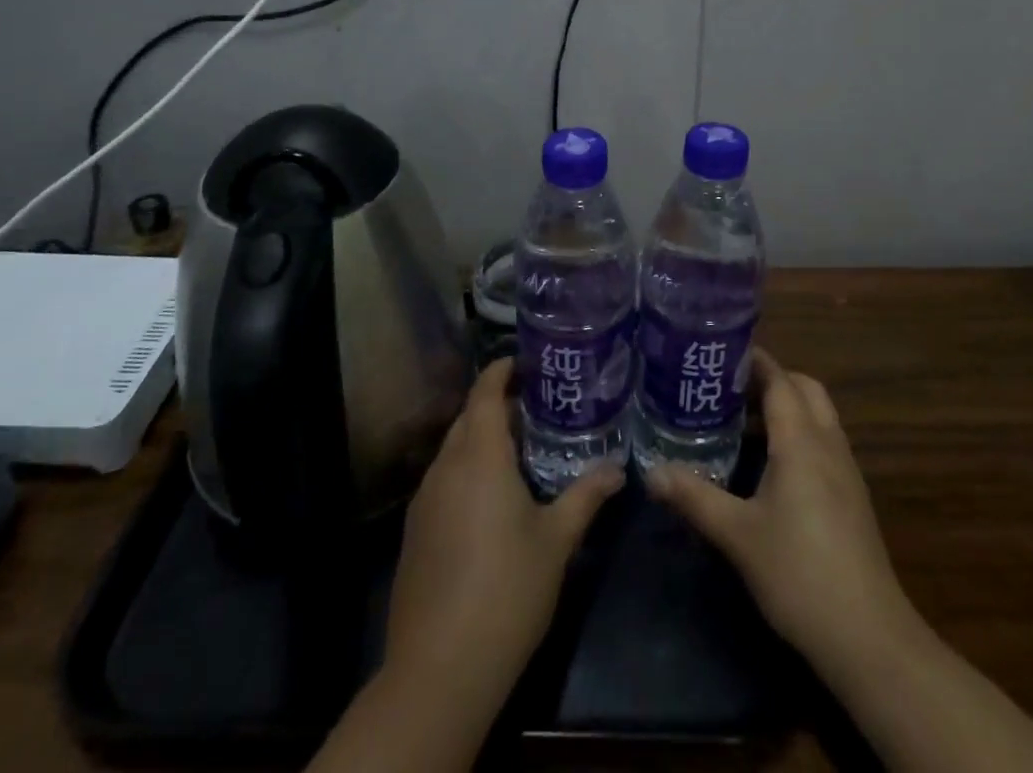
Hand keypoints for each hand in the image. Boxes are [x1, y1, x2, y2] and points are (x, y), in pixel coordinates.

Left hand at [383, 356, 622, 714]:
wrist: (439, 670)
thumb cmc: (506, 590)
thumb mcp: (556, 541)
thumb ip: (585, 497)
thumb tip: (617, 468)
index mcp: (479, 457)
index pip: (484, 392)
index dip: (502, 370)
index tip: (527, 362)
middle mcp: (446, 468)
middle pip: (467, 418)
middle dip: (496, 405)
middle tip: (537, 407)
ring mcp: (424, 501)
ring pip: (453, 450)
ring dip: (481, 440)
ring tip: (520, 449)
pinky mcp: (415, 532)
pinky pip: (443, 481)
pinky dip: (466, 471)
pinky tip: (491, 499)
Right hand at [647, 348, 922, 680]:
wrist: (868, 638)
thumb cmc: (799, 573)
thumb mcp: (737, 534)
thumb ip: (694, 496)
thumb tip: (651, 472)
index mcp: (801, 441)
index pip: (779, 379)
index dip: (753, 361)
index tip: (719, 353)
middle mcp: (828, 444)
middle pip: (805, 389)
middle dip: (771, 379)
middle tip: (729, 389)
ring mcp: (846, 471)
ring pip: (818, 416)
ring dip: (786, 408)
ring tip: (741, 422)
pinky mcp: (852, 498)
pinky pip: (824, 443)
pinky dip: (799, 435)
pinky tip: (770, 466)